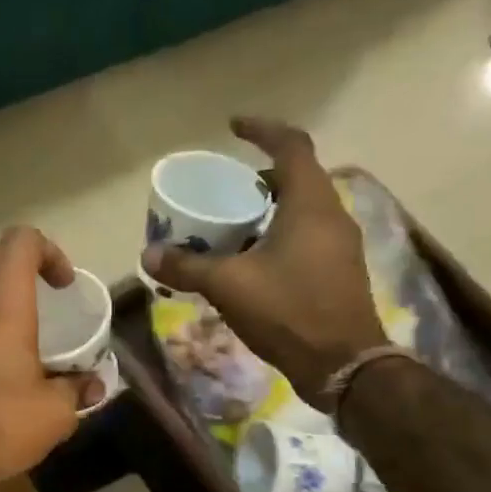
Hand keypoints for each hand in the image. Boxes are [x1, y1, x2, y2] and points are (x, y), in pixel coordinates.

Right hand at [142, 117, 386, 405]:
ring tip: (234, 223)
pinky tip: (253, 260)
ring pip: (303, 209)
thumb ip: (187, 267)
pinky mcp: (340, 270)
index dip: (262, 130)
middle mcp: (332, 215)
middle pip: (298, 177)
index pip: (292, 146)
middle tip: (226, 188)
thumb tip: (148, 256)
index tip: (232, 128)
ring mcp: (340, 244)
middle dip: (260, 176)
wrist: (343, 363)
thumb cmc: (288, 311)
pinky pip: (307, 235)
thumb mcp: (229, 285)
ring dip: (270, 207)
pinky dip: (280, 233)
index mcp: (310, 204)